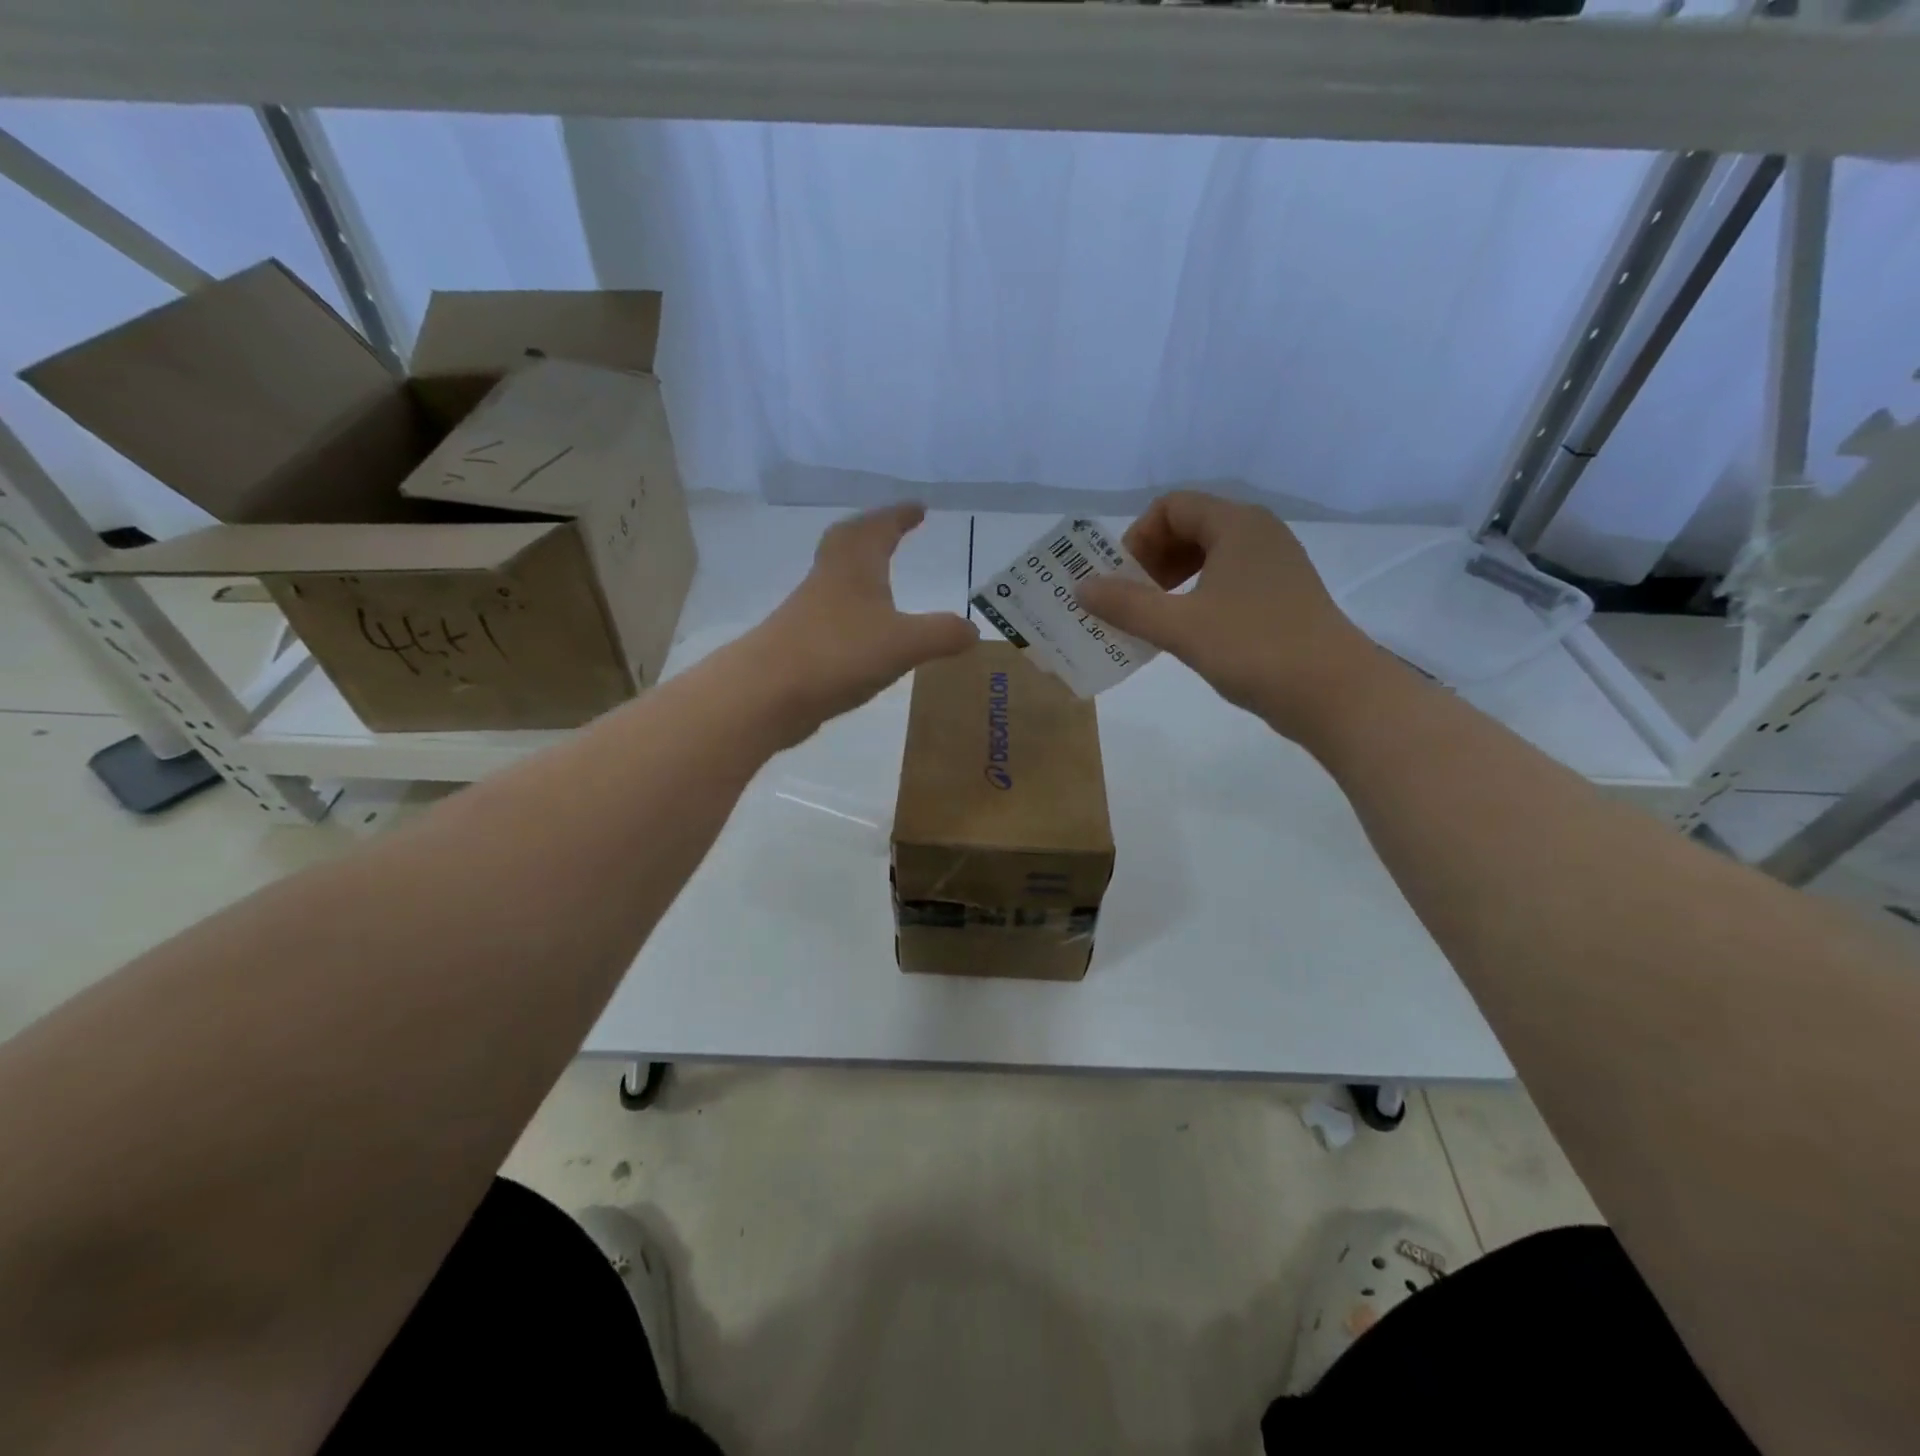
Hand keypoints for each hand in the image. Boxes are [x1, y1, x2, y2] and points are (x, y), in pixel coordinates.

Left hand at [747, 503, 976, 740]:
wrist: (767, 692)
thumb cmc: (838, 653)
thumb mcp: (904, 643)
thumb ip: (942, 634)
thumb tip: (973, 630)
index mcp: (855, 566)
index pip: (879, 528)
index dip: (899, 516)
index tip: (919, 508)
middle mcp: (829, 579)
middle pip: (846, 542)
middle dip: (872, 532)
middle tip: (891, 530)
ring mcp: (809, 611)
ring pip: (836, 578)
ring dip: (858, 571)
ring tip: (880, 580)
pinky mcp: (800, 642)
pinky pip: (830, 613)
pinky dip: (850, 611)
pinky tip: (862, 633)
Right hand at [1076, 491, 1378, 735]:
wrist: (1333, 692)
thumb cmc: (1254, 648)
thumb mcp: (1180, 626)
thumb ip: (1126, 604)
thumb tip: (1080, 588)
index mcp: (1237, 525)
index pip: (1172, 507)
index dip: (1138, 538)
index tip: (1122, 579)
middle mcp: (1258, 534)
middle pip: (1189, 527)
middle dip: (1151, 560)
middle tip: (1131, 599)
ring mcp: (1274, 566)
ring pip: (1208, 557)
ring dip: (1171, 581)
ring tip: (1153, 618)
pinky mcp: (1281, 597)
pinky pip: (1226, 581)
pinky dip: (1196, 597)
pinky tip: (1186, 633)